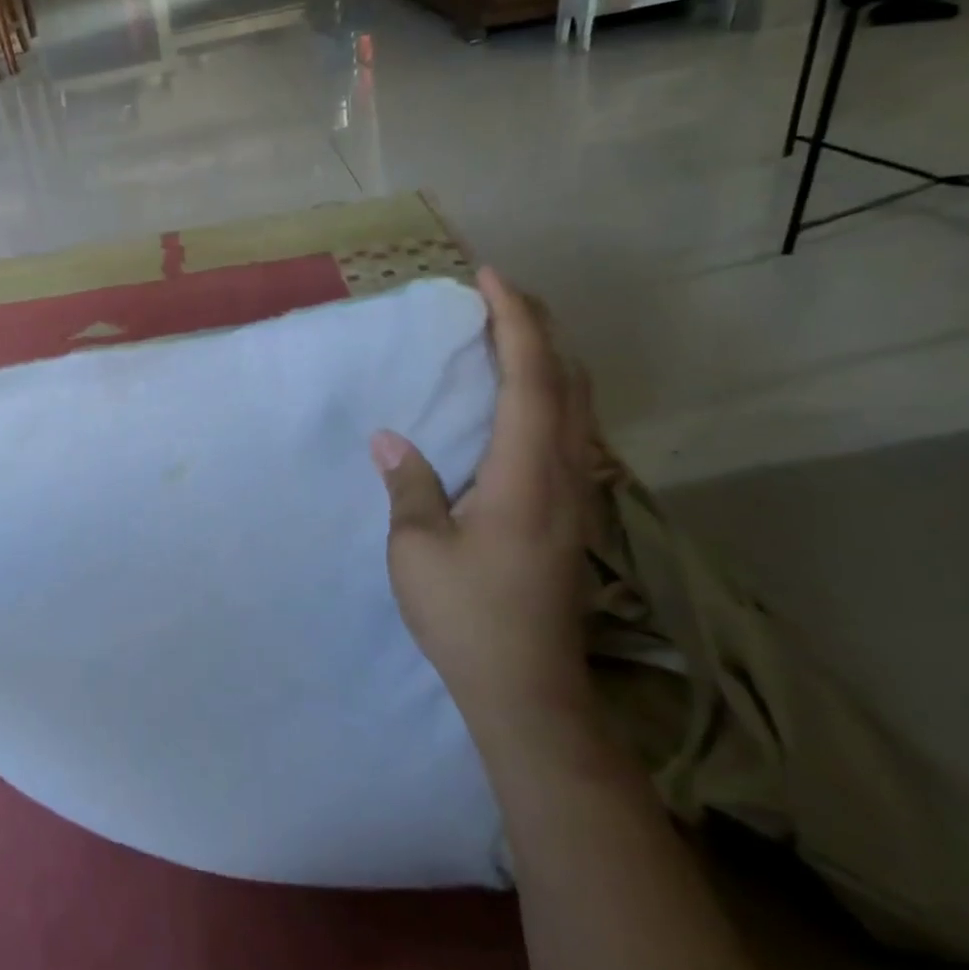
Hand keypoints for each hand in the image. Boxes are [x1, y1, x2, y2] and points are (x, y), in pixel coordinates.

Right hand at [370, 269, 595, 736]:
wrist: (528, 691)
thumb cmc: (467, 618)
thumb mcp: (417, 550)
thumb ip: (410, 486)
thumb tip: (391, 439)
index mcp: (526, 475)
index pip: (530, 379)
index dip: (515, 322)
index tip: (490, 278)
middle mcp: (565, 475)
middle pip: (568, 381)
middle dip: (539, 327)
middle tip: (500, 294)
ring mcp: (576, 497)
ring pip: (578, 407)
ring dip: (549, 359)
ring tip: (510, 334)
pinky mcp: (571, 516)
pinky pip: (571, 432)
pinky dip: (550, 394)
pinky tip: (522, 402)